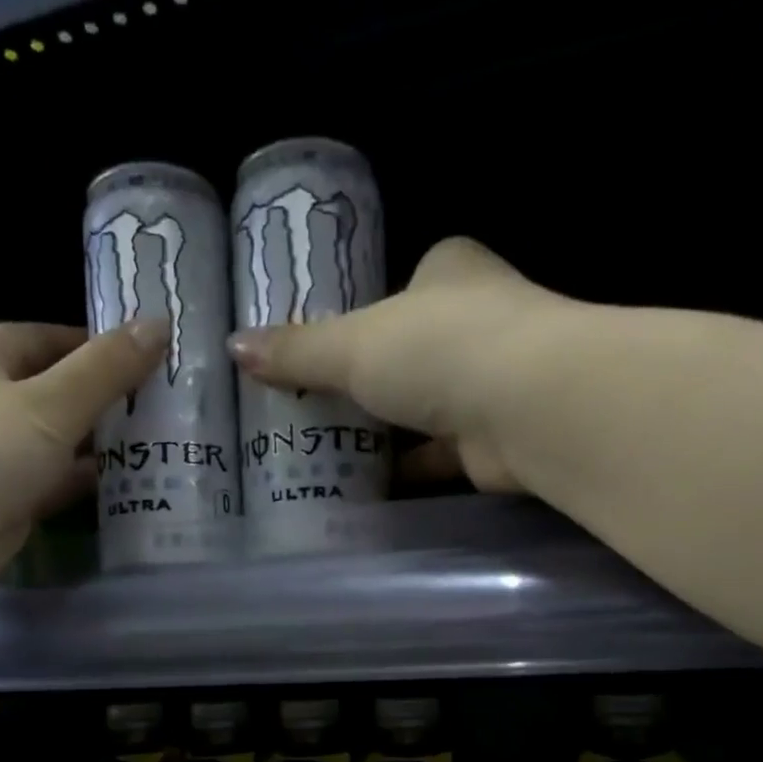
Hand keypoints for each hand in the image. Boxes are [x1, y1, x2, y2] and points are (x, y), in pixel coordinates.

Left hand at [0, 319, 164, 603]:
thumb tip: (161, 322)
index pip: (59, 340)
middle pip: (64, 392)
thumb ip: (107, 369)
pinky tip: (139, 487)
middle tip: (179, 412)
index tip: (165, 367)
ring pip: (64, 441)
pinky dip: (91, 484)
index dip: (110, 351)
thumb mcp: (50, 402)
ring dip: (108, 447)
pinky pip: (58, 483)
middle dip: (116, 402)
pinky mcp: (7, 498)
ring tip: (172, 448)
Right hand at [227, 238, 558, 492]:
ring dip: (382, 432)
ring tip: (321, 451)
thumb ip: (299, 350)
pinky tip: (360, 487)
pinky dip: (402, 471)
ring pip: (422, 409)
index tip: (318, 347)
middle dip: (365, 382)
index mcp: (448, 274)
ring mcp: (487, 385)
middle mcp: (475, 324)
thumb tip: (234, 347)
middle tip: (306, 407)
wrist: (528, 410)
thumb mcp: (353, 344)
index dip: (359, 314)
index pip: (398, 287)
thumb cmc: (439, 349)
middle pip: (407, 353)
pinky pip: (434, 457)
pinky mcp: (489, 442)